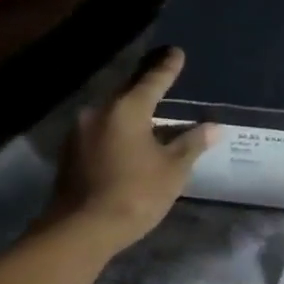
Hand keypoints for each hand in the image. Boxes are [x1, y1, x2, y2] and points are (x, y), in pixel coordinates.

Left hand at [47, 47, 219, 247]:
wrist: (80, 231)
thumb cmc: (135, 194)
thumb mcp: (173, 169)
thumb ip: (192, 143)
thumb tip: (213, 127)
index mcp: (126, 109)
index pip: (153, 80)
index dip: (168, 67)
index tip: (177, 52)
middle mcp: (99, 112)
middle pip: (128, 92)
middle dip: (147, 87)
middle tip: (166, 80)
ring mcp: (80, 132)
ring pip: (113, 113)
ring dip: (133, 112)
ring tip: (153, 116)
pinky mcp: (70, 153)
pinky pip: (102, 131)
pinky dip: (119, 130)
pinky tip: (132, 141)